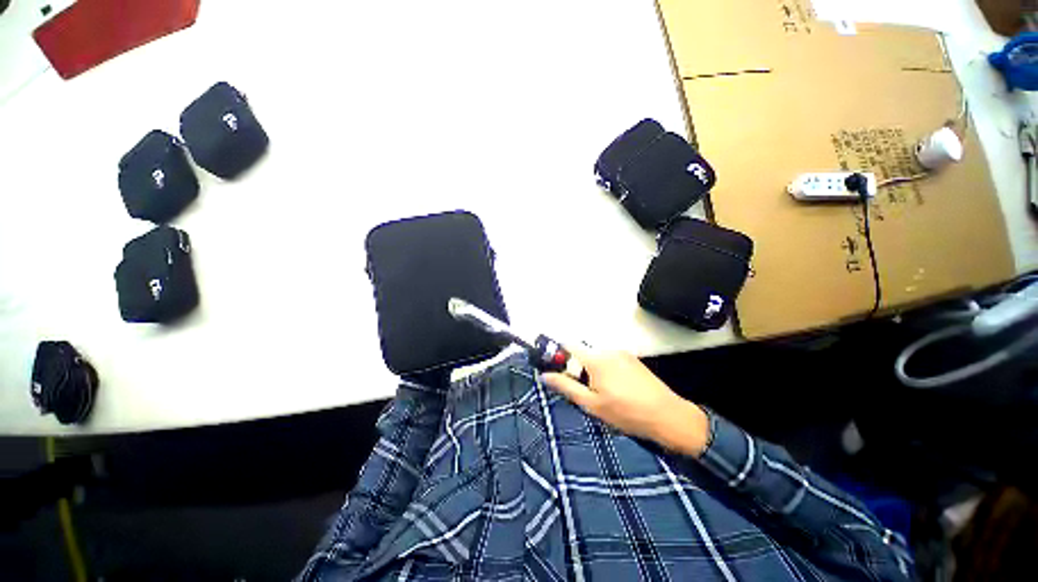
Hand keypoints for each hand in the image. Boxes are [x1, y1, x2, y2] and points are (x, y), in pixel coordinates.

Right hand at [543, 347, 710, 457]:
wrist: (668, 416)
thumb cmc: (626, 413)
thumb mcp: (592, 404)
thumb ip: (567, 387)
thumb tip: (545, 375)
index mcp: (596, 359)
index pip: (568, 345)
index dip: (558, 355)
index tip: (556, 370)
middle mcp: (608, 349)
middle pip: (582, 351)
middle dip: (576, 367)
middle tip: (583, 390)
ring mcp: (622, 353)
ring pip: (596, 356)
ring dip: (591, 369)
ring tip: (601, 392)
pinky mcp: (632, 359)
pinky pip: (610, 359)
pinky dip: (605, 369)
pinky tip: (615, 389)